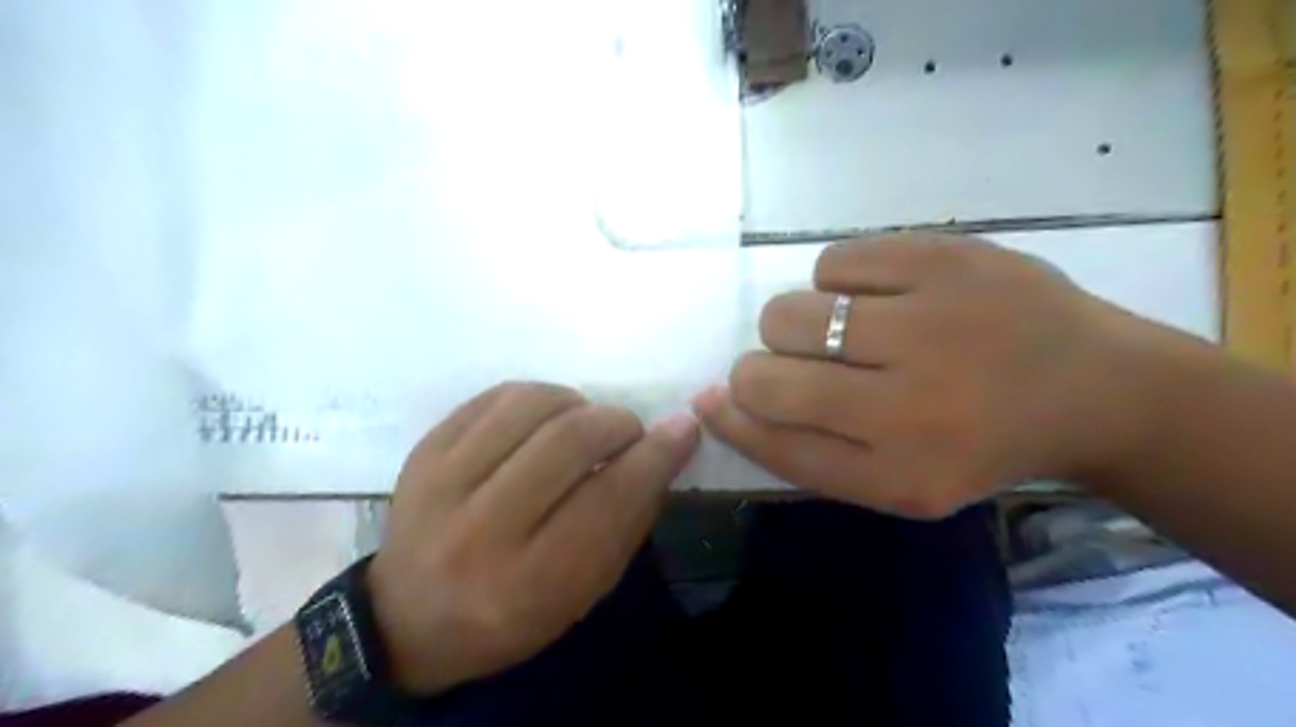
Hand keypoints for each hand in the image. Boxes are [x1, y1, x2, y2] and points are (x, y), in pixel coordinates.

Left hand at [363, 381, 699, 692]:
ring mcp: (441, 483)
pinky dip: (538, 396)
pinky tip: (546, 417)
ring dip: (578, 403)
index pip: (610, 498)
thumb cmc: (512, 614)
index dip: (656, 454)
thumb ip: (629, 520)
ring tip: (584, 423)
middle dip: (617, 423)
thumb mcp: (584, 591)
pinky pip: (496, 396)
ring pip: (531, 405)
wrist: (410, 616)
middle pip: (570, 440)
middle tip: (628, 432)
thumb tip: (667, 445)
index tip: (682, 427)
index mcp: (528, 582)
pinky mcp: (424, 450)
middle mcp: (480, 531)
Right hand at [692, 236, 1149, 518]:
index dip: (732, 416)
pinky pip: (833, 261)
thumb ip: (800, 449)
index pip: (771, 439)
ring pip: (789, 311)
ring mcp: (930, 321)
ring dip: (801, 324)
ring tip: (852, 330)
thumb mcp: (892, 480)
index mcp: (898, 469)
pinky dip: (838, 281)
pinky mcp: (946, 257)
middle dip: (766, 369)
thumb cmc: (975, 443)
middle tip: (816, 366)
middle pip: (765, 371)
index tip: (720, 398)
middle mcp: (911, 402)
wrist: (1093, 388)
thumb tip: (714, 398)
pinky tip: (880, 295)